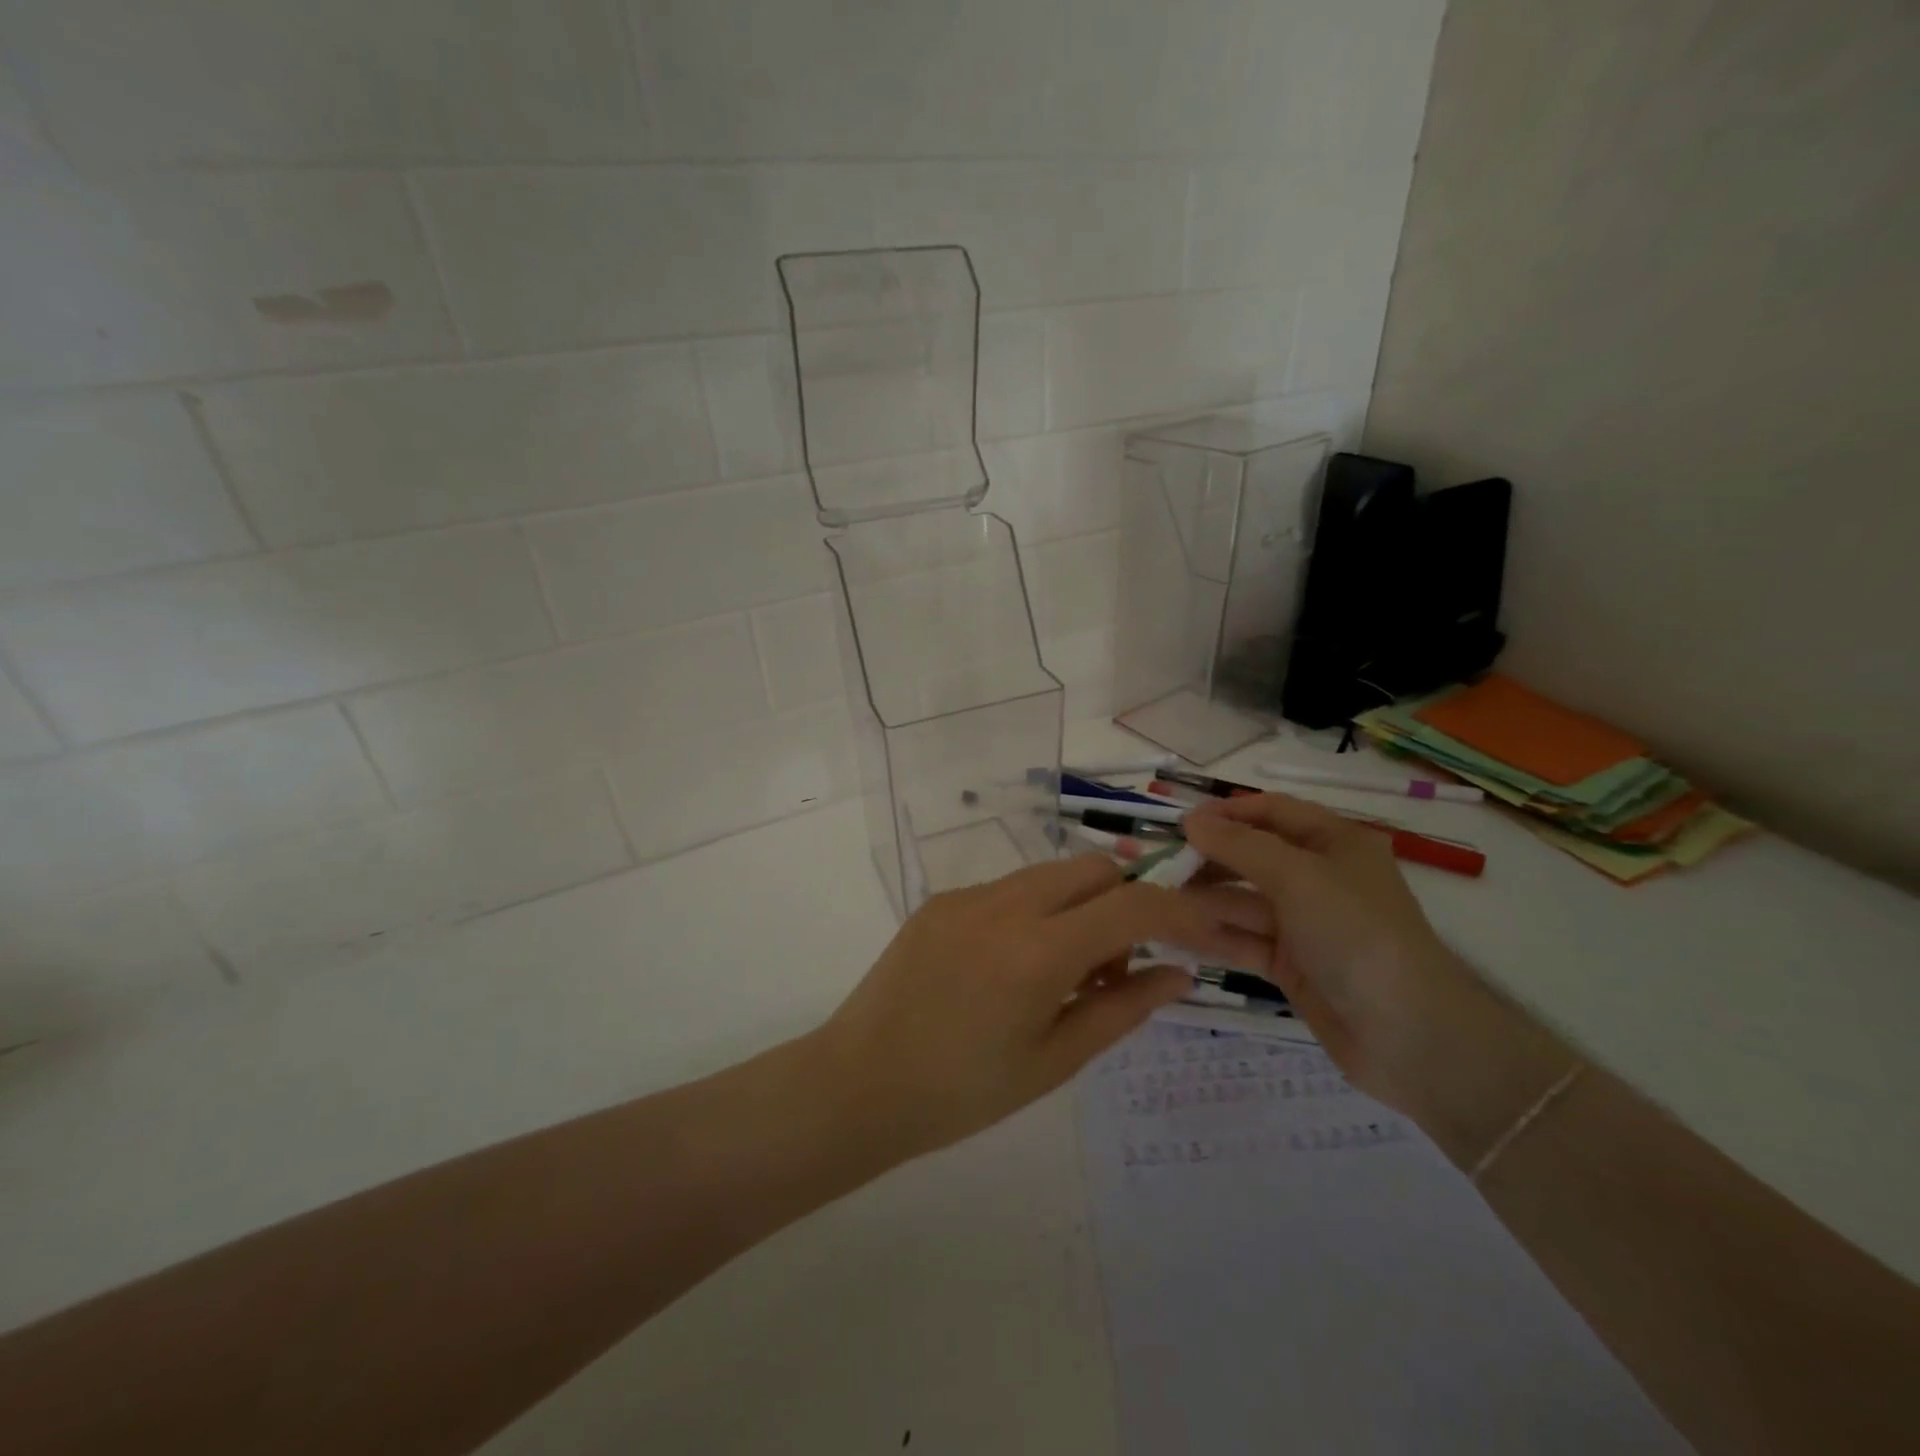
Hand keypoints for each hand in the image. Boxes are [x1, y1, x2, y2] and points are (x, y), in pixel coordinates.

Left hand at [810, 855, 1251, 1158]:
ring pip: (1051, 874)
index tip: (1205, 933)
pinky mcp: (941, 900)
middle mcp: (1004, 905)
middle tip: (1113, 968)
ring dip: (1080, 906)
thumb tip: (1178, 975)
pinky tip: (1012, 966)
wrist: (859, 1083)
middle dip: (1126, 901)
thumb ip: (1122, 1010)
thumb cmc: (963, 1092)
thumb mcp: (1055, 1062)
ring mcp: (967, 897)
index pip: (1132, 904)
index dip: (1181, 911)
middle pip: (1094, 869)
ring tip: (1062, 973)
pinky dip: (1036, 912)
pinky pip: (1009, 888)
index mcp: (1038, 951)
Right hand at [1180, 793, 1486, 1112]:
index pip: (1273, 812)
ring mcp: (1304, 924)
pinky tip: (1173, 933)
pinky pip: (1244, 939)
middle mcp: (1319, 878)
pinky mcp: (1292, 965)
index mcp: (1334, 843)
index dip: (1227, 813)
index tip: (1180, 823)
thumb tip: (1191, 820)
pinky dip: (1213, 935)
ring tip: (1154, 901)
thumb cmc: (1356, 934)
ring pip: (1243, 901)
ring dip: (1203, 899)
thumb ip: (1240, 846)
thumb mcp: (1298, 877)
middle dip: (1208, 858)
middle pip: (1252, 856)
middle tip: (1160, 866)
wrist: (1410, 1036)